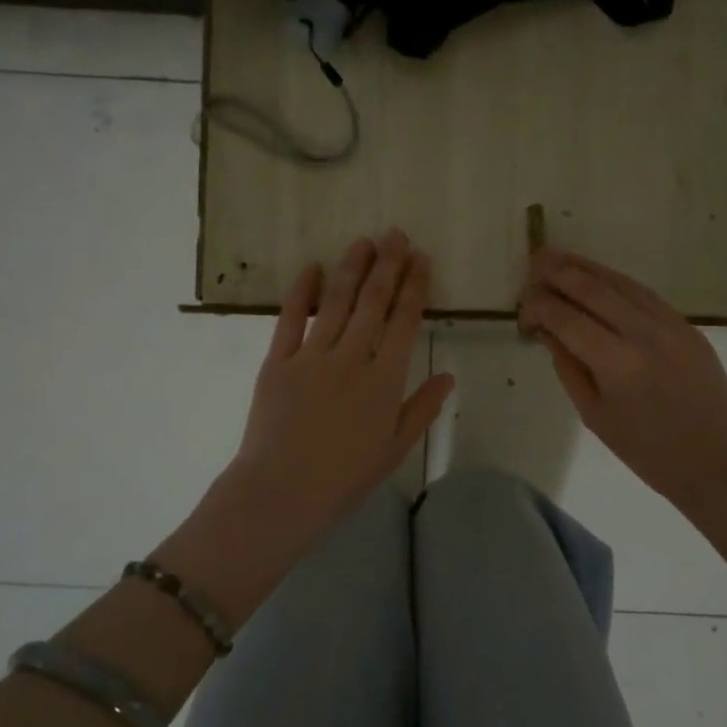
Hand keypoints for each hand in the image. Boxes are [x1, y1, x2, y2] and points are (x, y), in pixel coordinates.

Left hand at [162, 231, 454, 622]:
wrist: (281, 492)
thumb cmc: (344, 477)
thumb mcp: (394, 449)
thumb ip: (422, 409)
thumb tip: (449, 375)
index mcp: (383, 380)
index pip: (404, 322)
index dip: (414, 287)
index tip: (421, 260)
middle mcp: (351, 358)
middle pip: (373, 302)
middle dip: (387, 265)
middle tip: (396, 234)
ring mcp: (312, 356)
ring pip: (336, 302)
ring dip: (351, 268)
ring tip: (363, 241)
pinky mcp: (277, 361)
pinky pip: (291, 318)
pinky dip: (302, 291)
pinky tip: (312, 268)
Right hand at [518, 249, 726, 526]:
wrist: (718, 462)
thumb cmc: (648, 452)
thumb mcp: (595, 416)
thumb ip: (569, 367)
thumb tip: (549, 330)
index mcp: (617, 364)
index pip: (566, 319)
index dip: (539, 306)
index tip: (522, 307)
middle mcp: (643, 334)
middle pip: (593, 290)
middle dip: (558, 272)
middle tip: (533, 261)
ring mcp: (670, 325)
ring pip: (620, 283)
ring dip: (586, 267)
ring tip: (558, 257)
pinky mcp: (686, 326)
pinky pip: (644, 294)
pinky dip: (616, 281)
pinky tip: (598, 277)